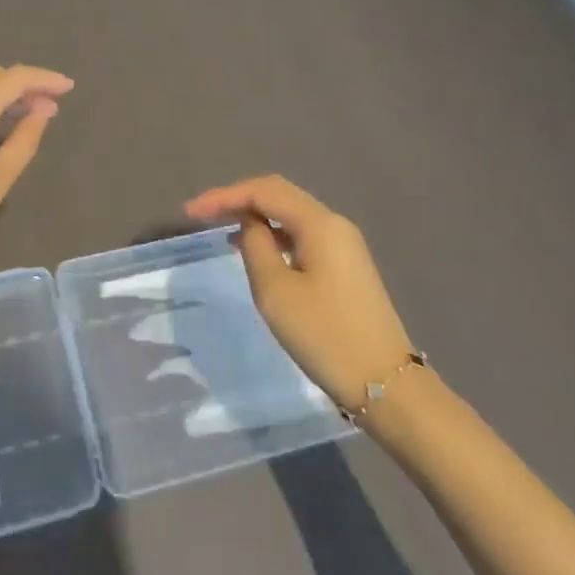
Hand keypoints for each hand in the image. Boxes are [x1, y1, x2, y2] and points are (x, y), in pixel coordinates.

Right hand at [184, 175, 414, 411]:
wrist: (386, 383)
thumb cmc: (325, 334)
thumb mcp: (276, 290)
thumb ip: (256, 246)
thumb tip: (251, 226)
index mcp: (320, 223)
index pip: (264, 191)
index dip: (223, 195)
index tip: (189, 212)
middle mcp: (334, 225)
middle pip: (279, 195)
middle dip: (238, 199)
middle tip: (201, 215)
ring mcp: (344, 246)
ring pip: (291, 215)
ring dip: (255, 216)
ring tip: (220, 229)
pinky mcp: (345, 267)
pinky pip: (301, 236)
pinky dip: (273, 235)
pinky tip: (254, 249)